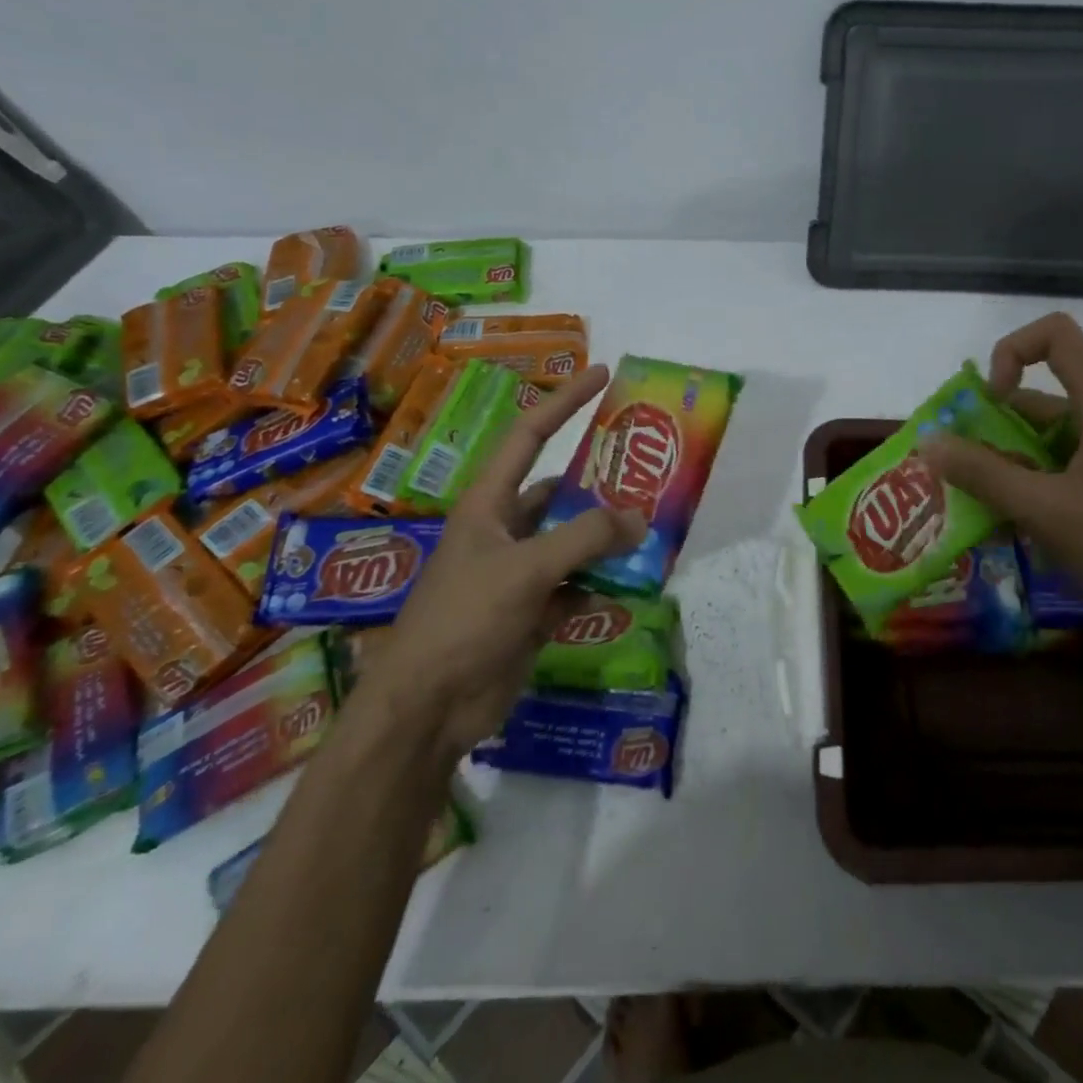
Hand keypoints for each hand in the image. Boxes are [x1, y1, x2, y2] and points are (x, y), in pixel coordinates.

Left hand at [363, 366, 646, 756]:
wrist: (428, 708)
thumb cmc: (464, 619)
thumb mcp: (525, 569)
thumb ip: (585, 538)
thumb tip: (639, 519)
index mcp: (489, 503)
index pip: (531, 434)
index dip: (565, 400)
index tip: (603, 374)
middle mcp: (505, 529)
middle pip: (561, 491)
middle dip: (601, 482)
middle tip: (650, 470)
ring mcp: (519, 572)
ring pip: (574, 540)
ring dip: (607, 539)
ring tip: (654, 528)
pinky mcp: (532, 610)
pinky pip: (576, 585)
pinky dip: (601, 584)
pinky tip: (630, 586)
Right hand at [919, 313, 1082, 662]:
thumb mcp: (1045, 510)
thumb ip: (983, 473)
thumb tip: (928, 441)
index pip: (1056, 335)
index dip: (1011, 352)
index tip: (989, 401)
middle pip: (1044, 391)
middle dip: (994, 420)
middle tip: (957, 462)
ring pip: (1051, 434)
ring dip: (1008, 456)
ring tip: (973, 497)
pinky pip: (1065, 464)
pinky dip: (1031, 479)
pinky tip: (1009, 519)